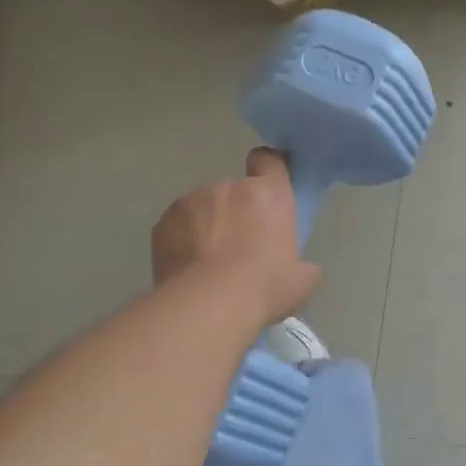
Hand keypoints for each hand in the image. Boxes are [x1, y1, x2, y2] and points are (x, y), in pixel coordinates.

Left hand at [151, 148, 321, 326]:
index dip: (268, 170)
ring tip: (208, 262)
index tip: (266, 189)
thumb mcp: (302, 280)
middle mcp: (230, 187)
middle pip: (235, 191)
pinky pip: (177, 226)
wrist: (209, 305)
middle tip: (239, 246)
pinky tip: (188, 268)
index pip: (270, 160)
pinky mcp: (164, 221)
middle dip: (236, 211)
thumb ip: (301, 261)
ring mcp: (192, 201)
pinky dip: (182, 240)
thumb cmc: (265, 287)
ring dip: (207, 225)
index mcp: (269, 194)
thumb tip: (297, 266)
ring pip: (203, 207)